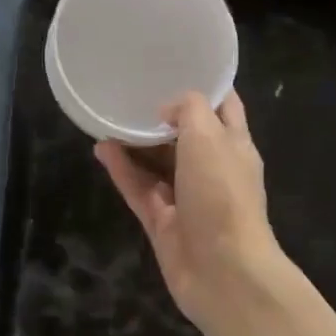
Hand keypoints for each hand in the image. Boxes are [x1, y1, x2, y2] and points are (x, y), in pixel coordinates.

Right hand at [96, 90, 281, 329]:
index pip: (224, 106)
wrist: (223, 271)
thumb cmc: (222, 194)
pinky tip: (101, 148)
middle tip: (131, 89)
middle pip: (186, 135)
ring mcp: (186, 197)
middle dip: (163, 115)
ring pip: (158, 163)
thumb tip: (167, 110)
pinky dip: (122, 170)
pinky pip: (139, 188)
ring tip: (108, 117)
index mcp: (234, 145)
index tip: (177, 63)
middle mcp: (212, 169)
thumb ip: (188, 110)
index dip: (205, 85)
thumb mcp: (210, 136)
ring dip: (136, 142)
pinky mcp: (163, 221)